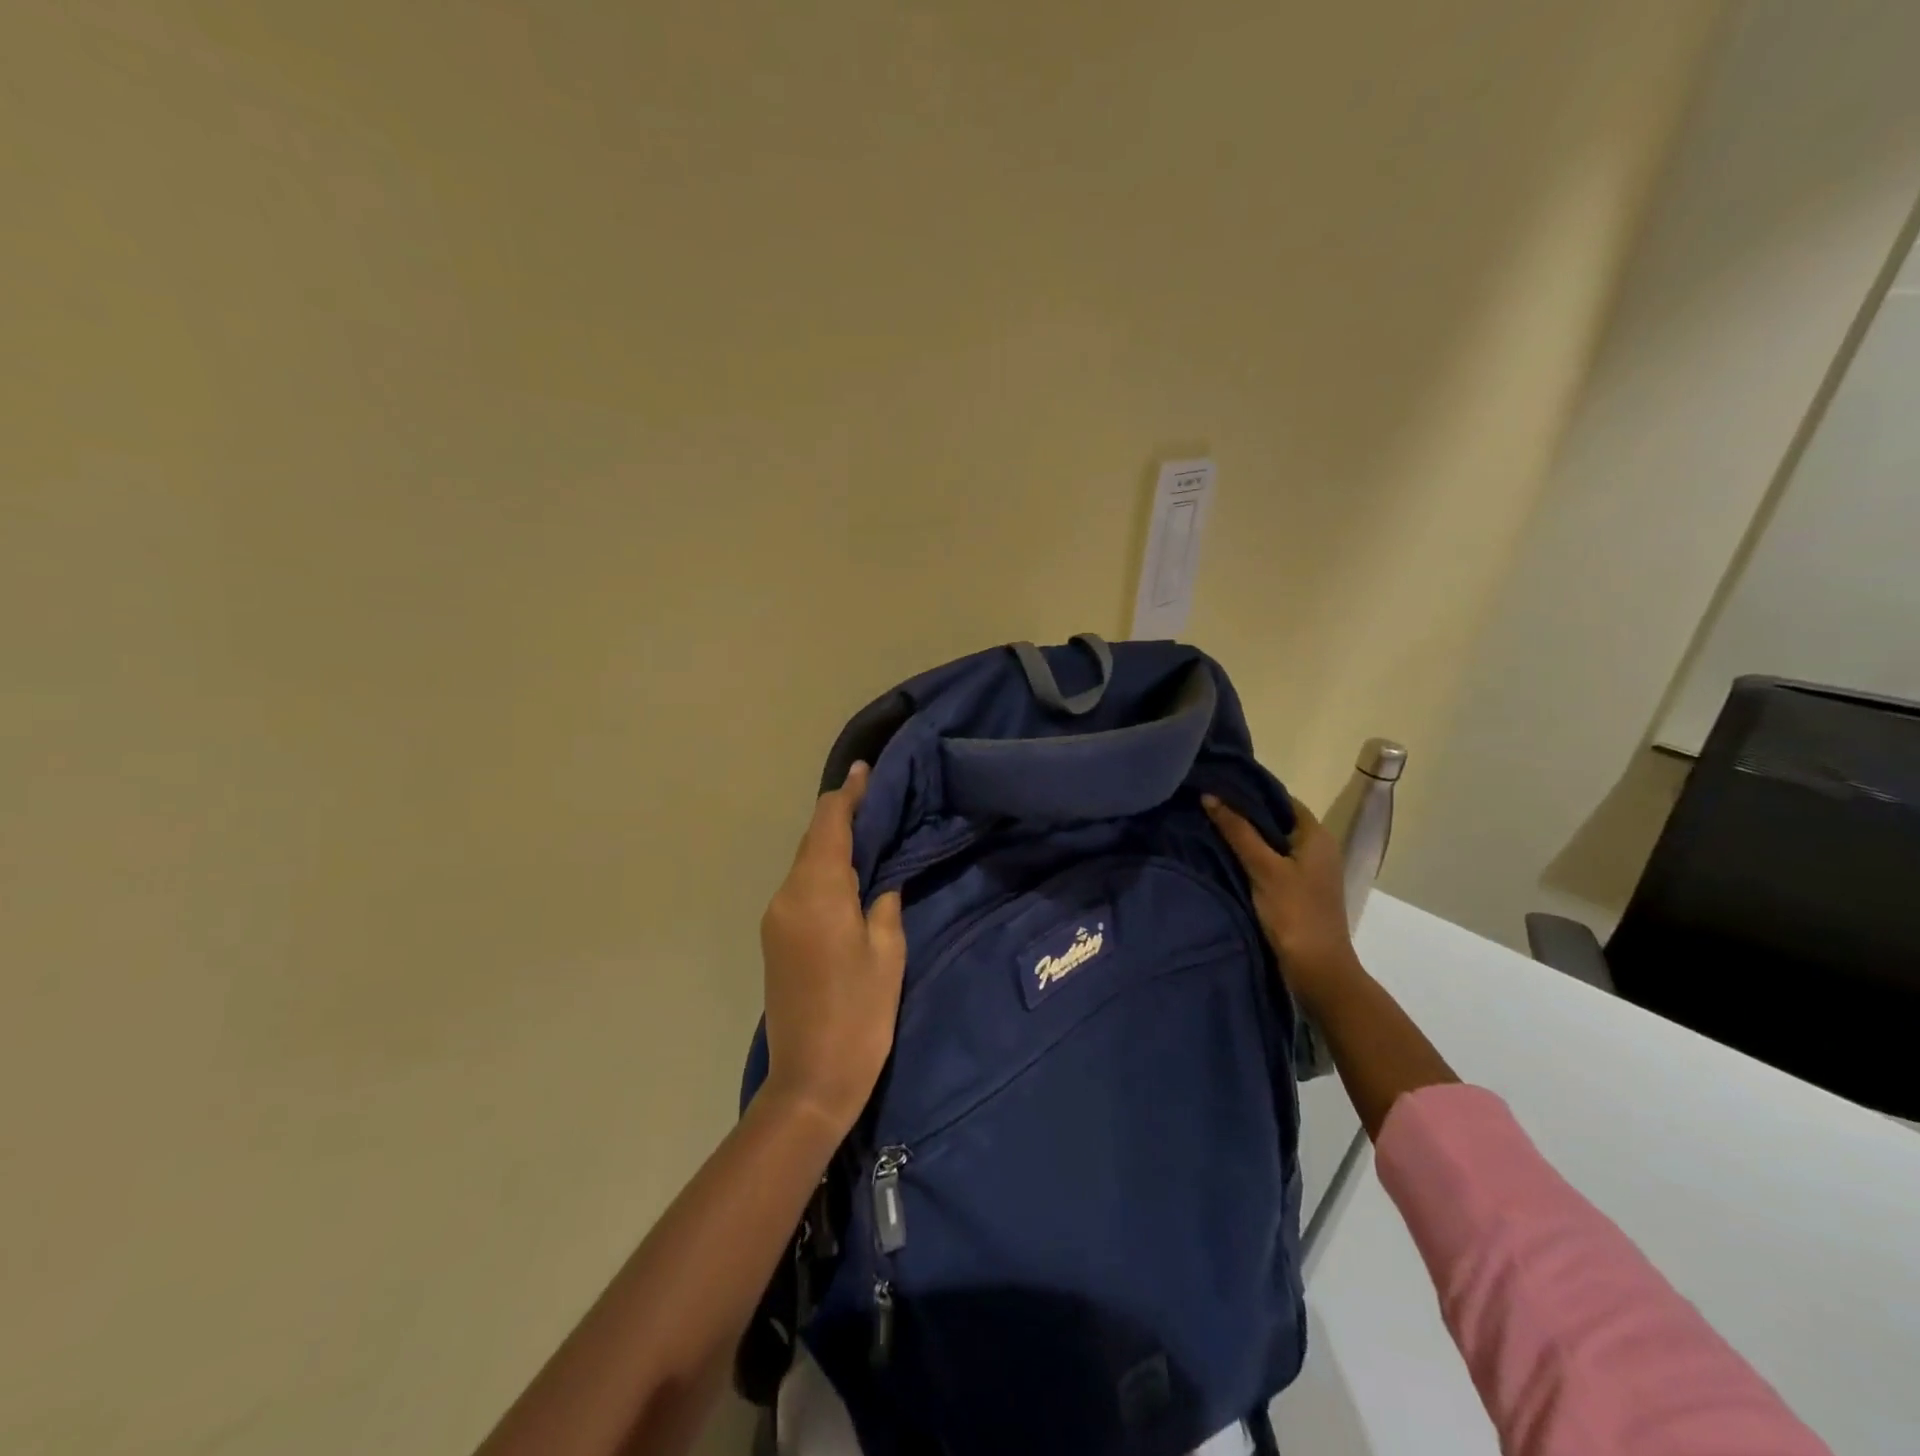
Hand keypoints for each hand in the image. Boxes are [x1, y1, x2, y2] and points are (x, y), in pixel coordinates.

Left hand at [759, 762, 906, 1136]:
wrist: (808, 1082)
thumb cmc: (859, 1016)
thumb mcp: (887, 954)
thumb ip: (883, 903)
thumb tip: (881, 878)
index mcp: (816, 894)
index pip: (829, 825)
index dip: (848, 794)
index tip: (867, 771)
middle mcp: (787, 896)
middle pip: (812, 840)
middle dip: (841, 814)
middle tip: (877, 797)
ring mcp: (775, 918)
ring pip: (805, 862)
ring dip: (832, 841)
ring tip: (869, 829)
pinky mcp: (775, 937)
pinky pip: (800, 886)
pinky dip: (823, 868)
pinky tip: (848, 871)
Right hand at [1203, 793, 1363, 1012]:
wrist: (1318, 970)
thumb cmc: (1294, 913)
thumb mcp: (1263, 868)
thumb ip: (1237, 831)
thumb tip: (1210, 796)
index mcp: (1316, 834)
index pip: (1281, 799)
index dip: (1250, 791)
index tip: (1218, 786)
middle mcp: (1318, 847)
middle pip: (1277, 820)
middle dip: (1244, 814)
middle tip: (1207, 806)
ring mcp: (1310, 870)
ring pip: (1274, 842)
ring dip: (1247, 837)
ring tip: (1210, 828)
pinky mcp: (1300, 889)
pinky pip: (1273, 862)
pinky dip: (1253, 857)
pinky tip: (1227, 857)